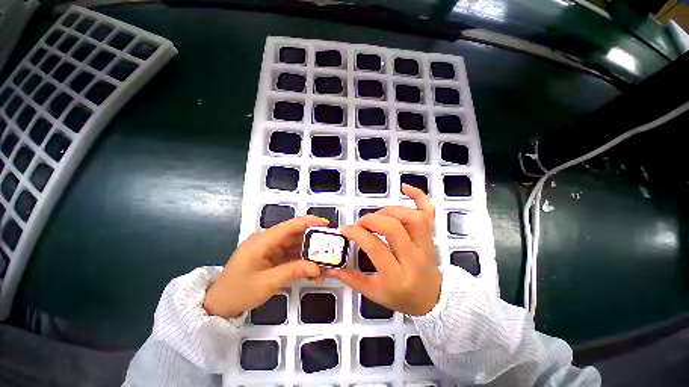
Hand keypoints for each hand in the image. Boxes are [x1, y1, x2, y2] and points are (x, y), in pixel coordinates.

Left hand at [204, 216, 327, 317]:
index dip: (309, 222)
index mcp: (262, 241)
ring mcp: (268, 248)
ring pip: (293, 245)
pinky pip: (289, 254)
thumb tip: (317, 268)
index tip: (326, 224)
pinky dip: (300, 261)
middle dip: (312, 241)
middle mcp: (266, 240)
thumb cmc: (238, 292)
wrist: (217, 306)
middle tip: (329, 247)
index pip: (290, 226)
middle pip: (294, 235)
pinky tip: (310, 269)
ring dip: (308, 253)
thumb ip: (293, 271)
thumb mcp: (267, 283)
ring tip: (322, 262)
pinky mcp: (270, 256)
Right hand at [326, 184, 440, 315]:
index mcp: (397, 277)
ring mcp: (426, 244)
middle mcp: (414, 258)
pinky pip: (429, 212)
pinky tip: (404, 188)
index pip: (375, 248)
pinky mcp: (431, 235)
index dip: (357, 234)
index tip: (345, 229)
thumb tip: (331, 267)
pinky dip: (418, 196)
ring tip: (378, 215)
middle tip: (360, 223)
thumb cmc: (401, 297)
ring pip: (412, 218)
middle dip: (371, 220)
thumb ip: (351, 279)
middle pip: (393, 228)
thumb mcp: (374, 294)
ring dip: (389, 210)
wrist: (432, 298)